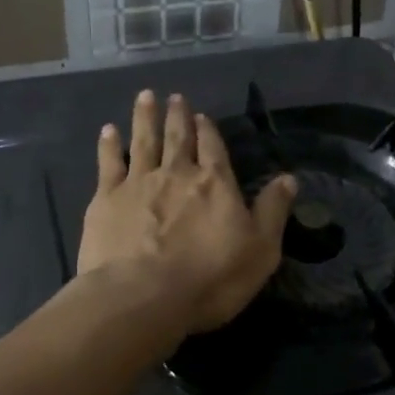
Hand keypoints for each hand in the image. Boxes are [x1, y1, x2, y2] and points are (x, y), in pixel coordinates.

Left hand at [79, 90, 297, 332]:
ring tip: (146, 97)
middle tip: (174, 97)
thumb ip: (272, 211)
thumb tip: (288, 178)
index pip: (213, 147)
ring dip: (145, 117)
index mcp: (215, 183)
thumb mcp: (260, 250)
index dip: (208, 130)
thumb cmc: (211, 278)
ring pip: (143, 141)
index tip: (202, 115)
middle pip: (177, 137)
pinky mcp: (106, 199)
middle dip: (177, 116)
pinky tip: (108, 130)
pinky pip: (108, 163)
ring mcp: (138, 183)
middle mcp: (177, 173)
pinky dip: (109, 144)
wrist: (143, 297)